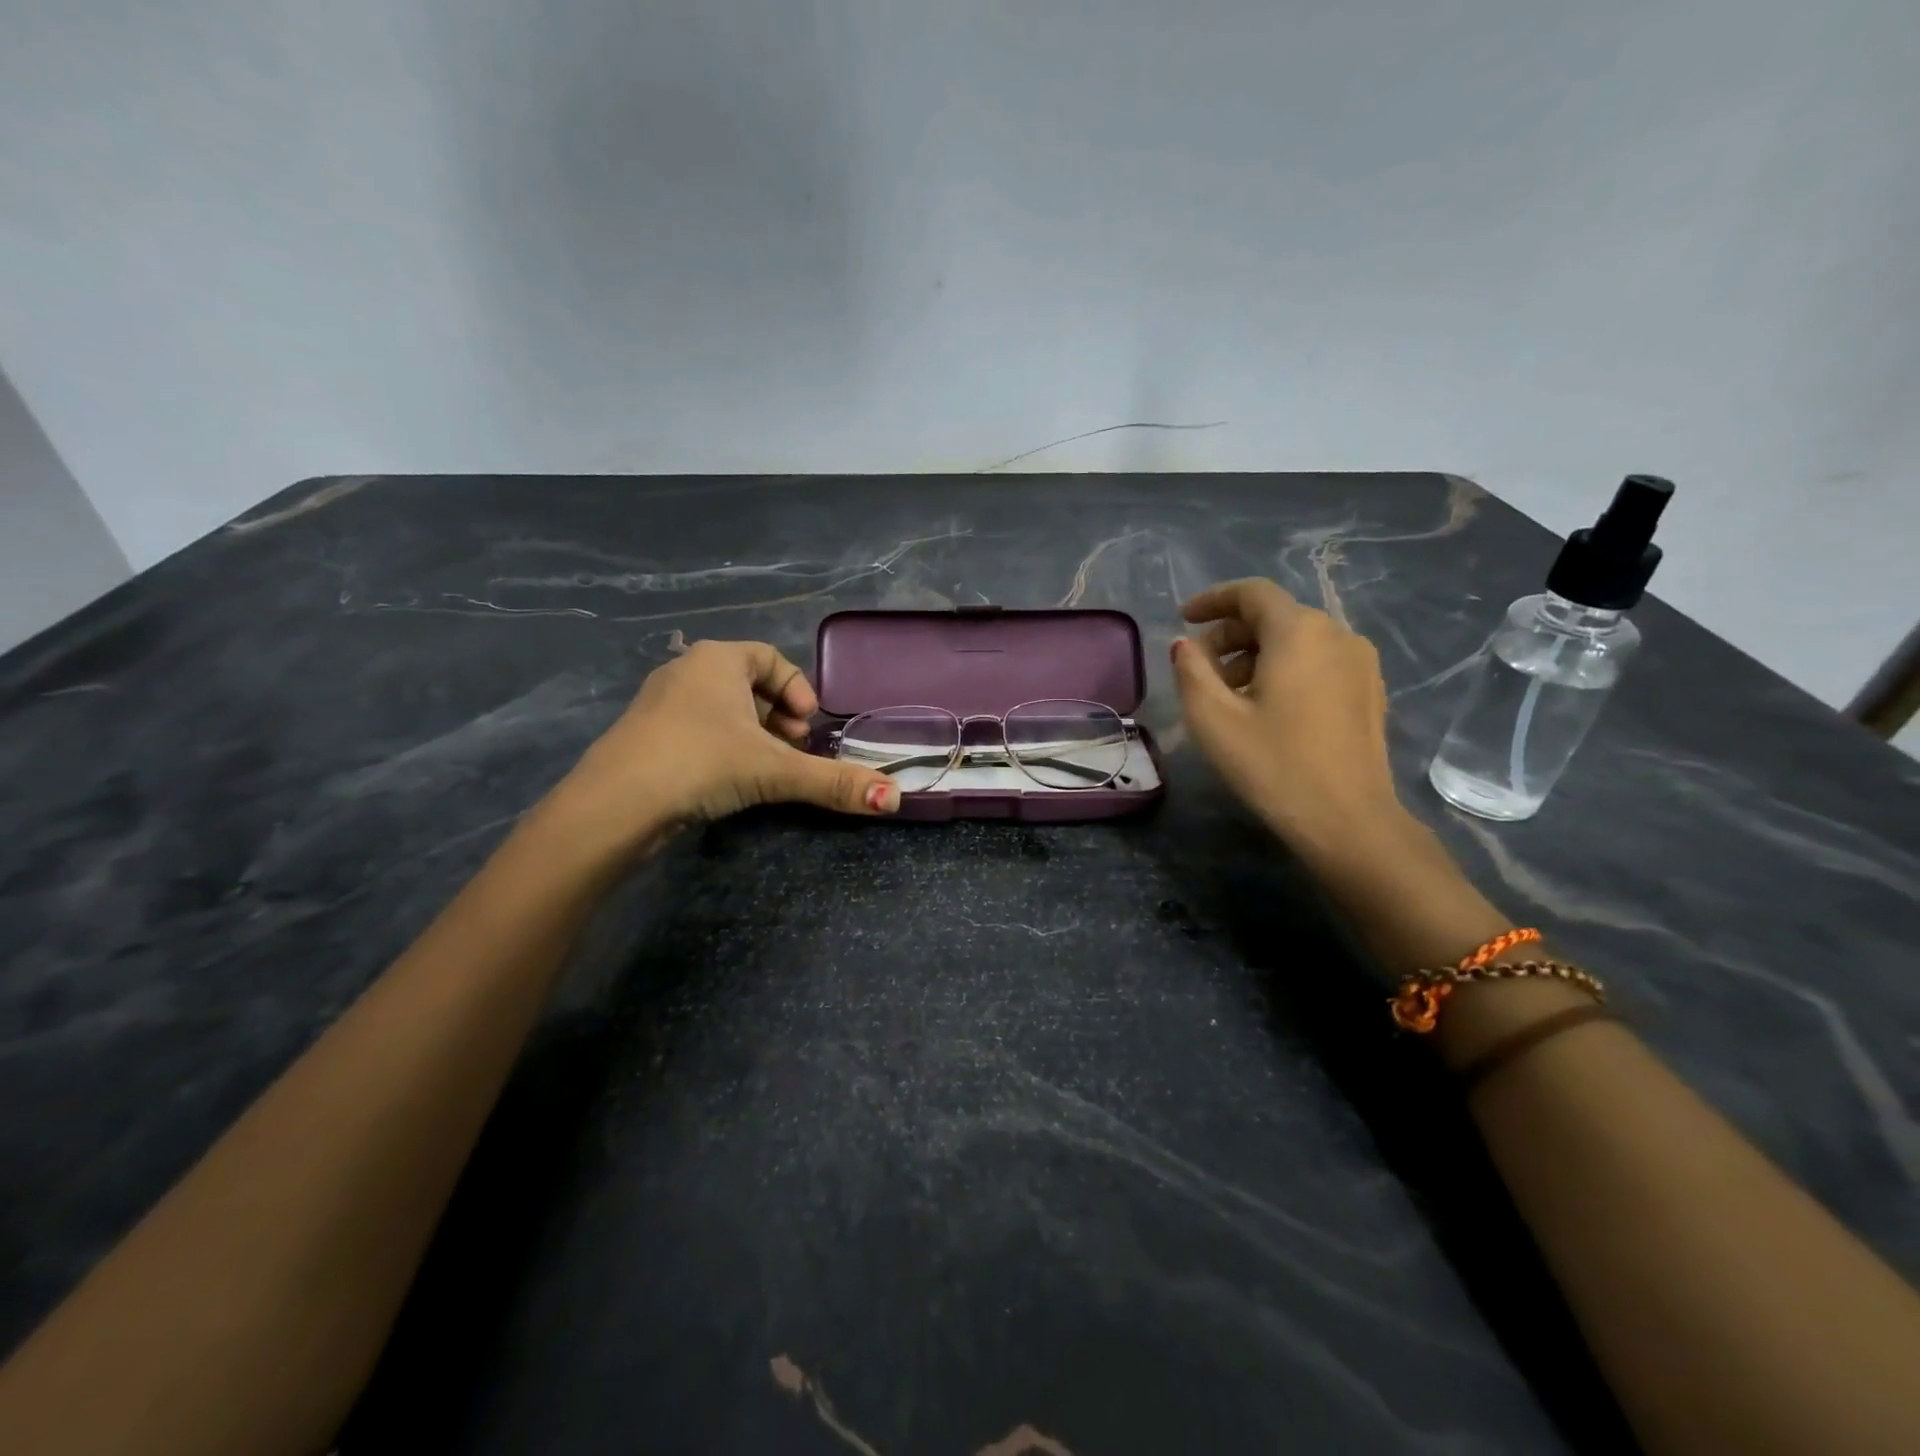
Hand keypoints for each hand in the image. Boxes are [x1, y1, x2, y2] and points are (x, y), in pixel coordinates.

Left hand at [552, 639, 898, 853]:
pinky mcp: (645, 737)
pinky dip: (722, 748)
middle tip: (792, 749)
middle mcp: (686, 671)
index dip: (797, 689)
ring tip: (766, 769)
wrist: (613, 805)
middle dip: (778, 716)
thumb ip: (833, 782)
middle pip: (747, 684)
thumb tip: (895, 799)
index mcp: (717, 660)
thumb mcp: (774, 770)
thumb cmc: (700, 763)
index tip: (807, 726)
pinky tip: (728, 781)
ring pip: (721, 709)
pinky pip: (697, 730)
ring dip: (752, 735)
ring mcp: (660, 704)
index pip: (770, 657)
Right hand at [1171, 578, 1404, 853]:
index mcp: (1298, 631)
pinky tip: (1267, 707)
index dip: (1213, 599)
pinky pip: (1319, 661)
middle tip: (1199, 667)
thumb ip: (1191, 670)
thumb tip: (1185, 645)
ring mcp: (1360, 662)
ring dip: (1256, 654)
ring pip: (1298, 640)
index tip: (1184, 618)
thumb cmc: (1273, 764)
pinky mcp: (1370, 690)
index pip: (1252, 593)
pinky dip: (1285, 669)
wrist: (1348, 820)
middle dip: (1230, 634)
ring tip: (1229, 693)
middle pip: (1275, 616)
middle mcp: (1336, 634)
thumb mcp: (1213, 718)